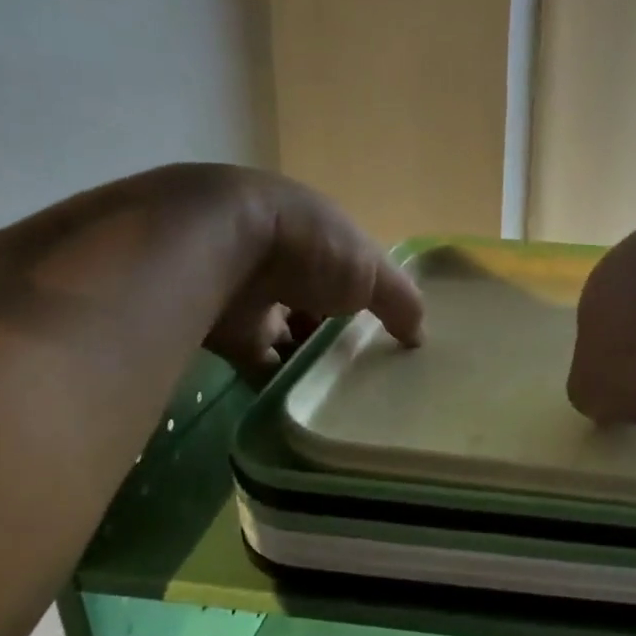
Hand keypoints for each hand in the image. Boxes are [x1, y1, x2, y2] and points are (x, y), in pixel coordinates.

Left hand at [201, 168, 423, 376]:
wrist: (216, 247)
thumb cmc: (308, 247)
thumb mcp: (372, 270)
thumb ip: (401, 301)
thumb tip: (419, 337)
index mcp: (314, 233)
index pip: (345, 267)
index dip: (364, 296)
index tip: (384, 331)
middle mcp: (279, 260)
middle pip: (312, 301)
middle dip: (333, 330)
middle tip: (364, 368)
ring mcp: (248, 294)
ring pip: (284, 332)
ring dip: (306, 357)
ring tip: (339, 391)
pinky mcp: (225, 330)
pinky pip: (257, 363)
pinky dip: (277, 380)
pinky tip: (303, 402)